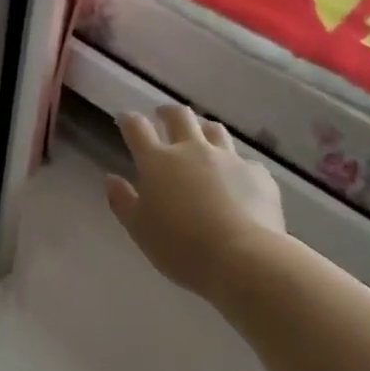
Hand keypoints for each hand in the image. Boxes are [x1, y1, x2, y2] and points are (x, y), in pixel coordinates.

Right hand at [105, 105, 286, 299]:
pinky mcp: (258, 174)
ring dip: (203, 130)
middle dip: (167, 112)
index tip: (124, 119)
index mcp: (157, 161)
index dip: (129, 120)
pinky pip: (244, 161)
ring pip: (214, 130)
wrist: (244, 258)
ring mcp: (228, 159)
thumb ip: (122, 201)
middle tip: (163, 116)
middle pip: (179, 116)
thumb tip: (111, 179)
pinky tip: (237, 181)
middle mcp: (192, 150)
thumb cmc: (181, 246)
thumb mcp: (139, 229)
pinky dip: (235, 166)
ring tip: (201, 139)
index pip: (137, 128)